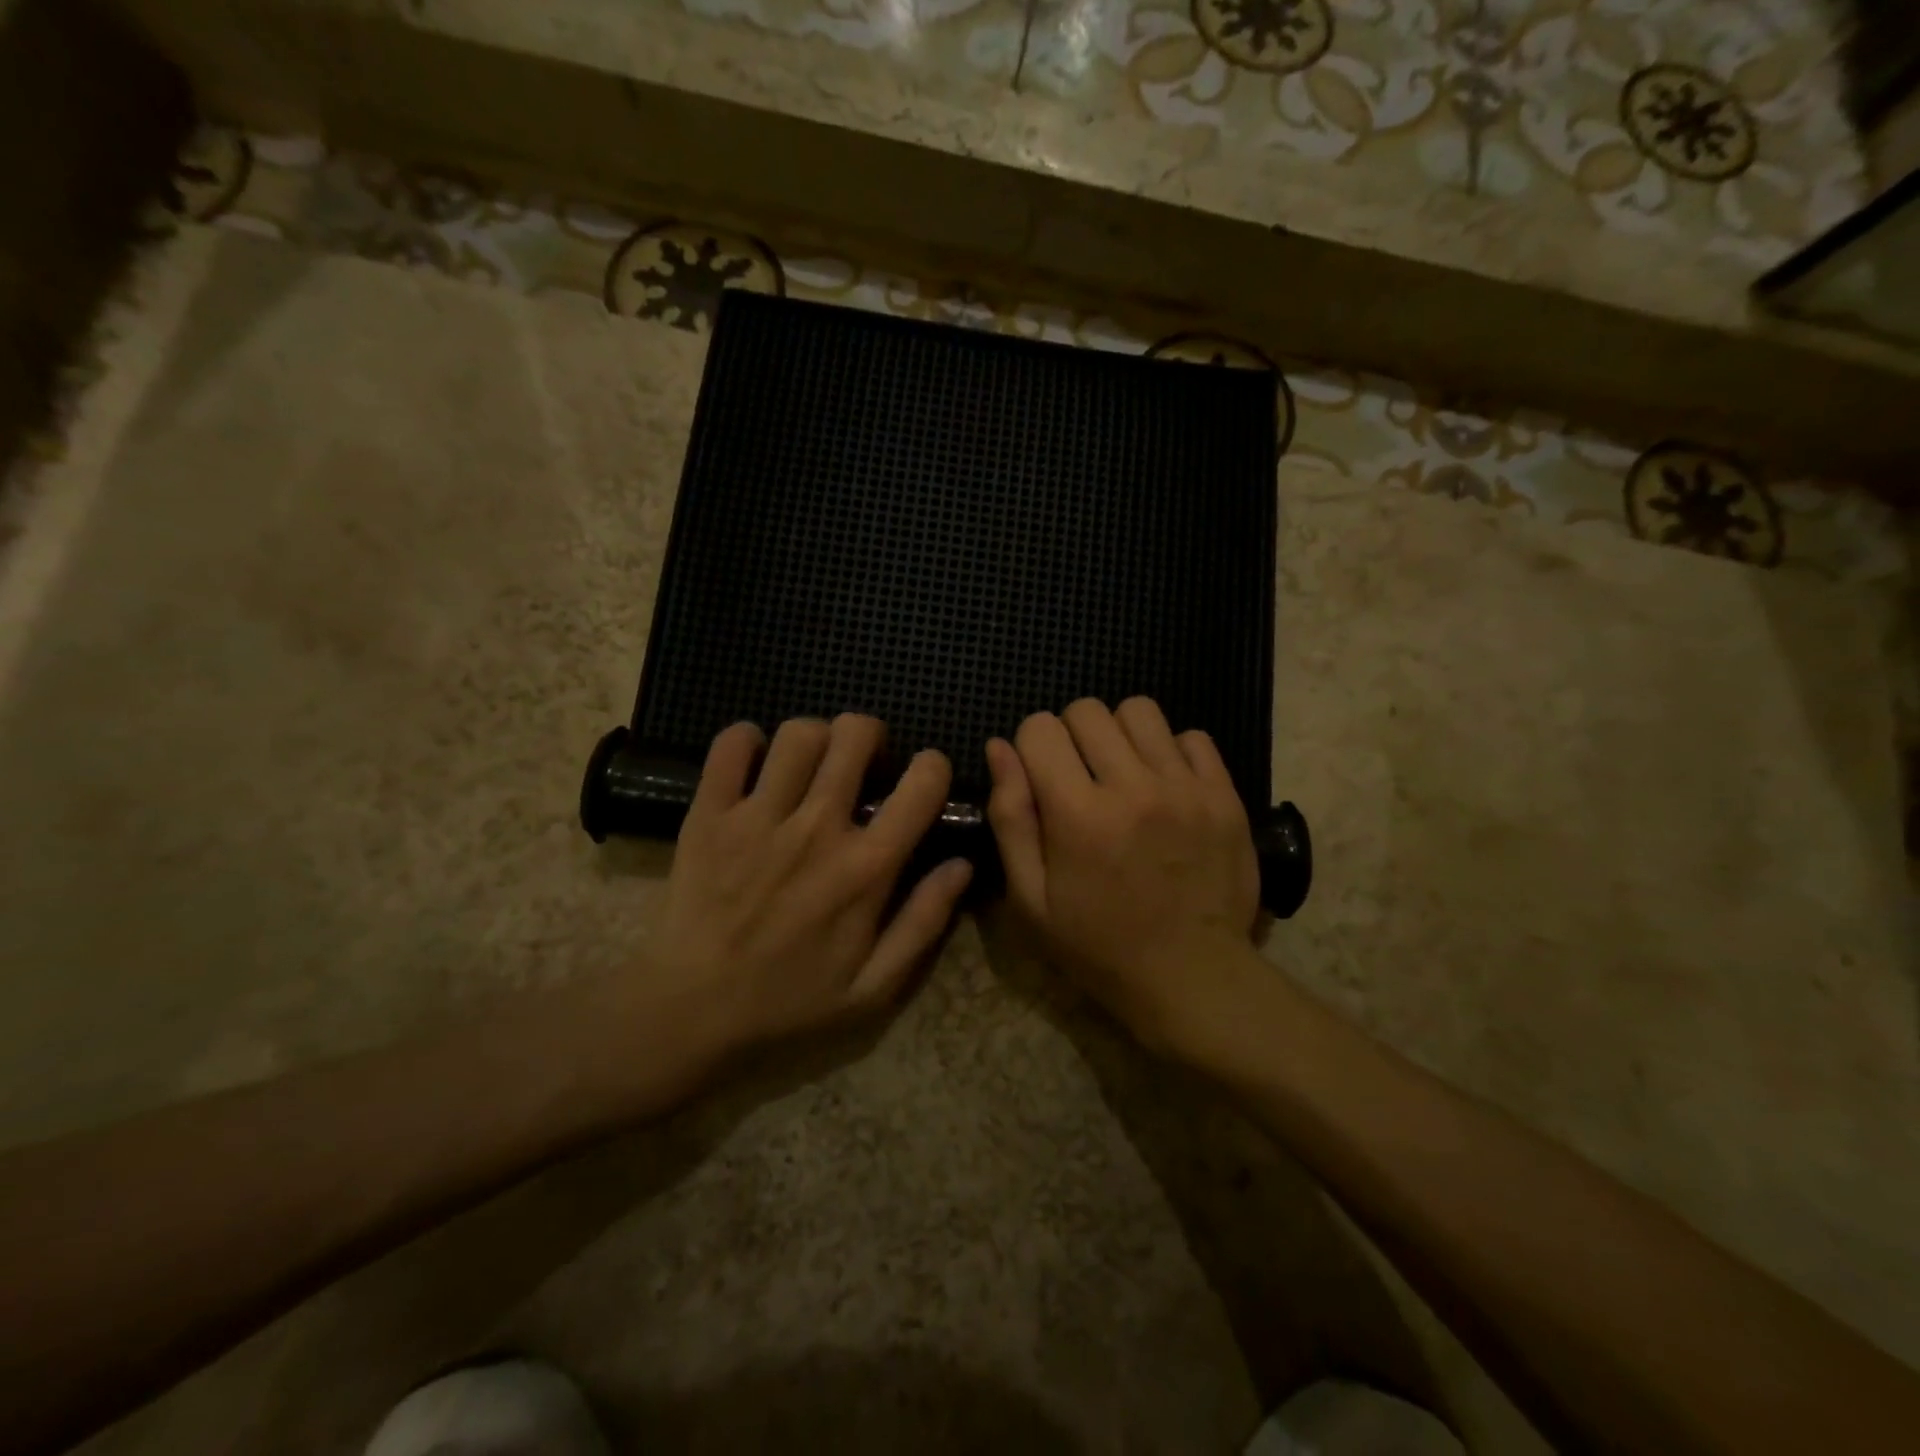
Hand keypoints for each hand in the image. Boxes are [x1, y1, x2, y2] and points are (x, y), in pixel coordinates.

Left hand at [654, 714, 971, 1055]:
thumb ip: (924, 923)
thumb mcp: (874, 988)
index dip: (933, 766)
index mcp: (865, 868)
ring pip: (799, 733)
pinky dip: (747, 740)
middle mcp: (817, 828)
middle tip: (862, 761)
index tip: (924, 777)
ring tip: (811, 763)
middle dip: (869, 735)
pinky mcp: (709, 815)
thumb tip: (962, 864)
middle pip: (854, 735)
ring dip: (815, 737)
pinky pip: (730, 746)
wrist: (691, 1014)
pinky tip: (756, 761)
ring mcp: (758, 817)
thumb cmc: (788, 1003)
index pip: (921, 785)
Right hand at [986, 696, 1260, 1051]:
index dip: (1030, 747)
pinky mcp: (1225, 794)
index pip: (1039, 727)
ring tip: (1123, 774)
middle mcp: (1133, 787)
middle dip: (1071, 735)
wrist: (1192, 977)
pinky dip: (1171, 752)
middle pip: (1087, 710)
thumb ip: (1010, 817)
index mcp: (1078, 814)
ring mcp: (1186, 787)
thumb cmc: (1097, 945)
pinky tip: (1165, 787)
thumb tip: (999, 748)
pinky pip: (1193, 737)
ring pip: (1139, 710)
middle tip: (1078, 777)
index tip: (1039, 778)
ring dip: (1120, 734)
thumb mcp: (1030, 898)